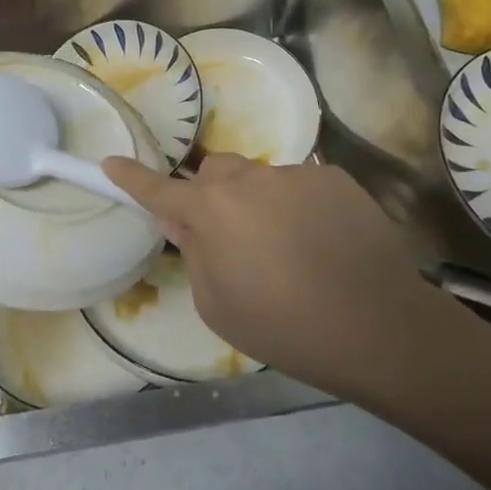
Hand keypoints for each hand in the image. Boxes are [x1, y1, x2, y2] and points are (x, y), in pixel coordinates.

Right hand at [101, 152, 465, 398]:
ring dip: (259, 205)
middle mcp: (247, 179)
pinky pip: (300, 185)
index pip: (158, 189)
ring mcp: (293, 174)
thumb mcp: (219, 306)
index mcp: (211, 211)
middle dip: (211, 199)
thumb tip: (184, 221)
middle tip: (233, 241)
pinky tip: (324, 244)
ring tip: (292, 252)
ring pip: (258, 180)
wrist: (380, 328)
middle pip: (213, 176)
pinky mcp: (334, 178)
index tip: (110, 161)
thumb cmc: (286, 326)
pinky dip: (299, 207)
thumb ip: (194, 253)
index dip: (131, 178)